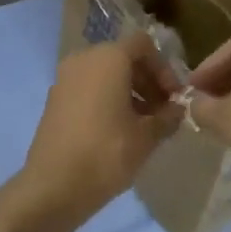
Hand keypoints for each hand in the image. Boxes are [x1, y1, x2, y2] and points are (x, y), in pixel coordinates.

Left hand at [17, 33, 183, 222]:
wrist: (53, 186)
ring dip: (129, 92)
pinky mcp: (55, 99)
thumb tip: (177, 109)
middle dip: (147, 81)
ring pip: (105, 73)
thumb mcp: (147, 137)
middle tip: (163, 112)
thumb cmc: (106, 153)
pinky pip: (88, 88)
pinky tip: (119, 130)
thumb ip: (167, 117)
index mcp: (108, 58)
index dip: (164, 68)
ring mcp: (65, 78)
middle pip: (123, 57)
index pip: (143, 45)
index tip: (174, 98)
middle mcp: (84, 59)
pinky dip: (106, 99)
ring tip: (144, 125)